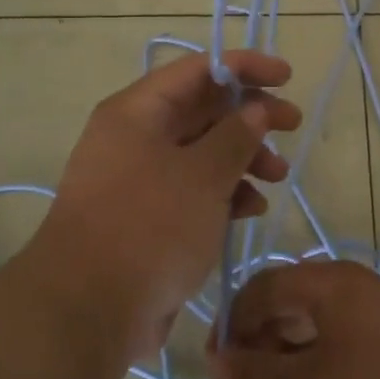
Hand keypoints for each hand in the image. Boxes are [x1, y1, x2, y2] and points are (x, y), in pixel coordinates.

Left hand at [34, 49, 300, 359]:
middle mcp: (134, 137)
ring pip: (201, 151)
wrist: (87, 310)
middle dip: (250, 115)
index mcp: (138, 112)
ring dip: (243, 157)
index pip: (197, 70)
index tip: (287, 77)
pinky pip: (192, 189)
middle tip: (292, 124)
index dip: (244, 67)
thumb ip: (236, 135)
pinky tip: (251, 208)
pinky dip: (223, 192)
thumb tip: (255, 109)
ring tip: (278, 176)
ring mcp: (138, 178)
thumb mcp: (203, 175)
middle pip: (202, 109)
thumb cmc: (149, 227)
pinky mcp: (146, 216)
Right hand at [206, 260, 379, 378]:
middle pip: (278, 325)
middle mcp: (343, 294)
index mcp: (326, 283)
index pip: (259, 290)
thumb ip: (253, 375)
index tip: (214, 375)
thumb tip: (216, 361)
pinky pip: (327, 370)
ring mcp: (363, 327)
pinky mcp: (377, 360)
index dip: (230, 330)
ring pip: (301, 355)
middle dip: (251, 377)